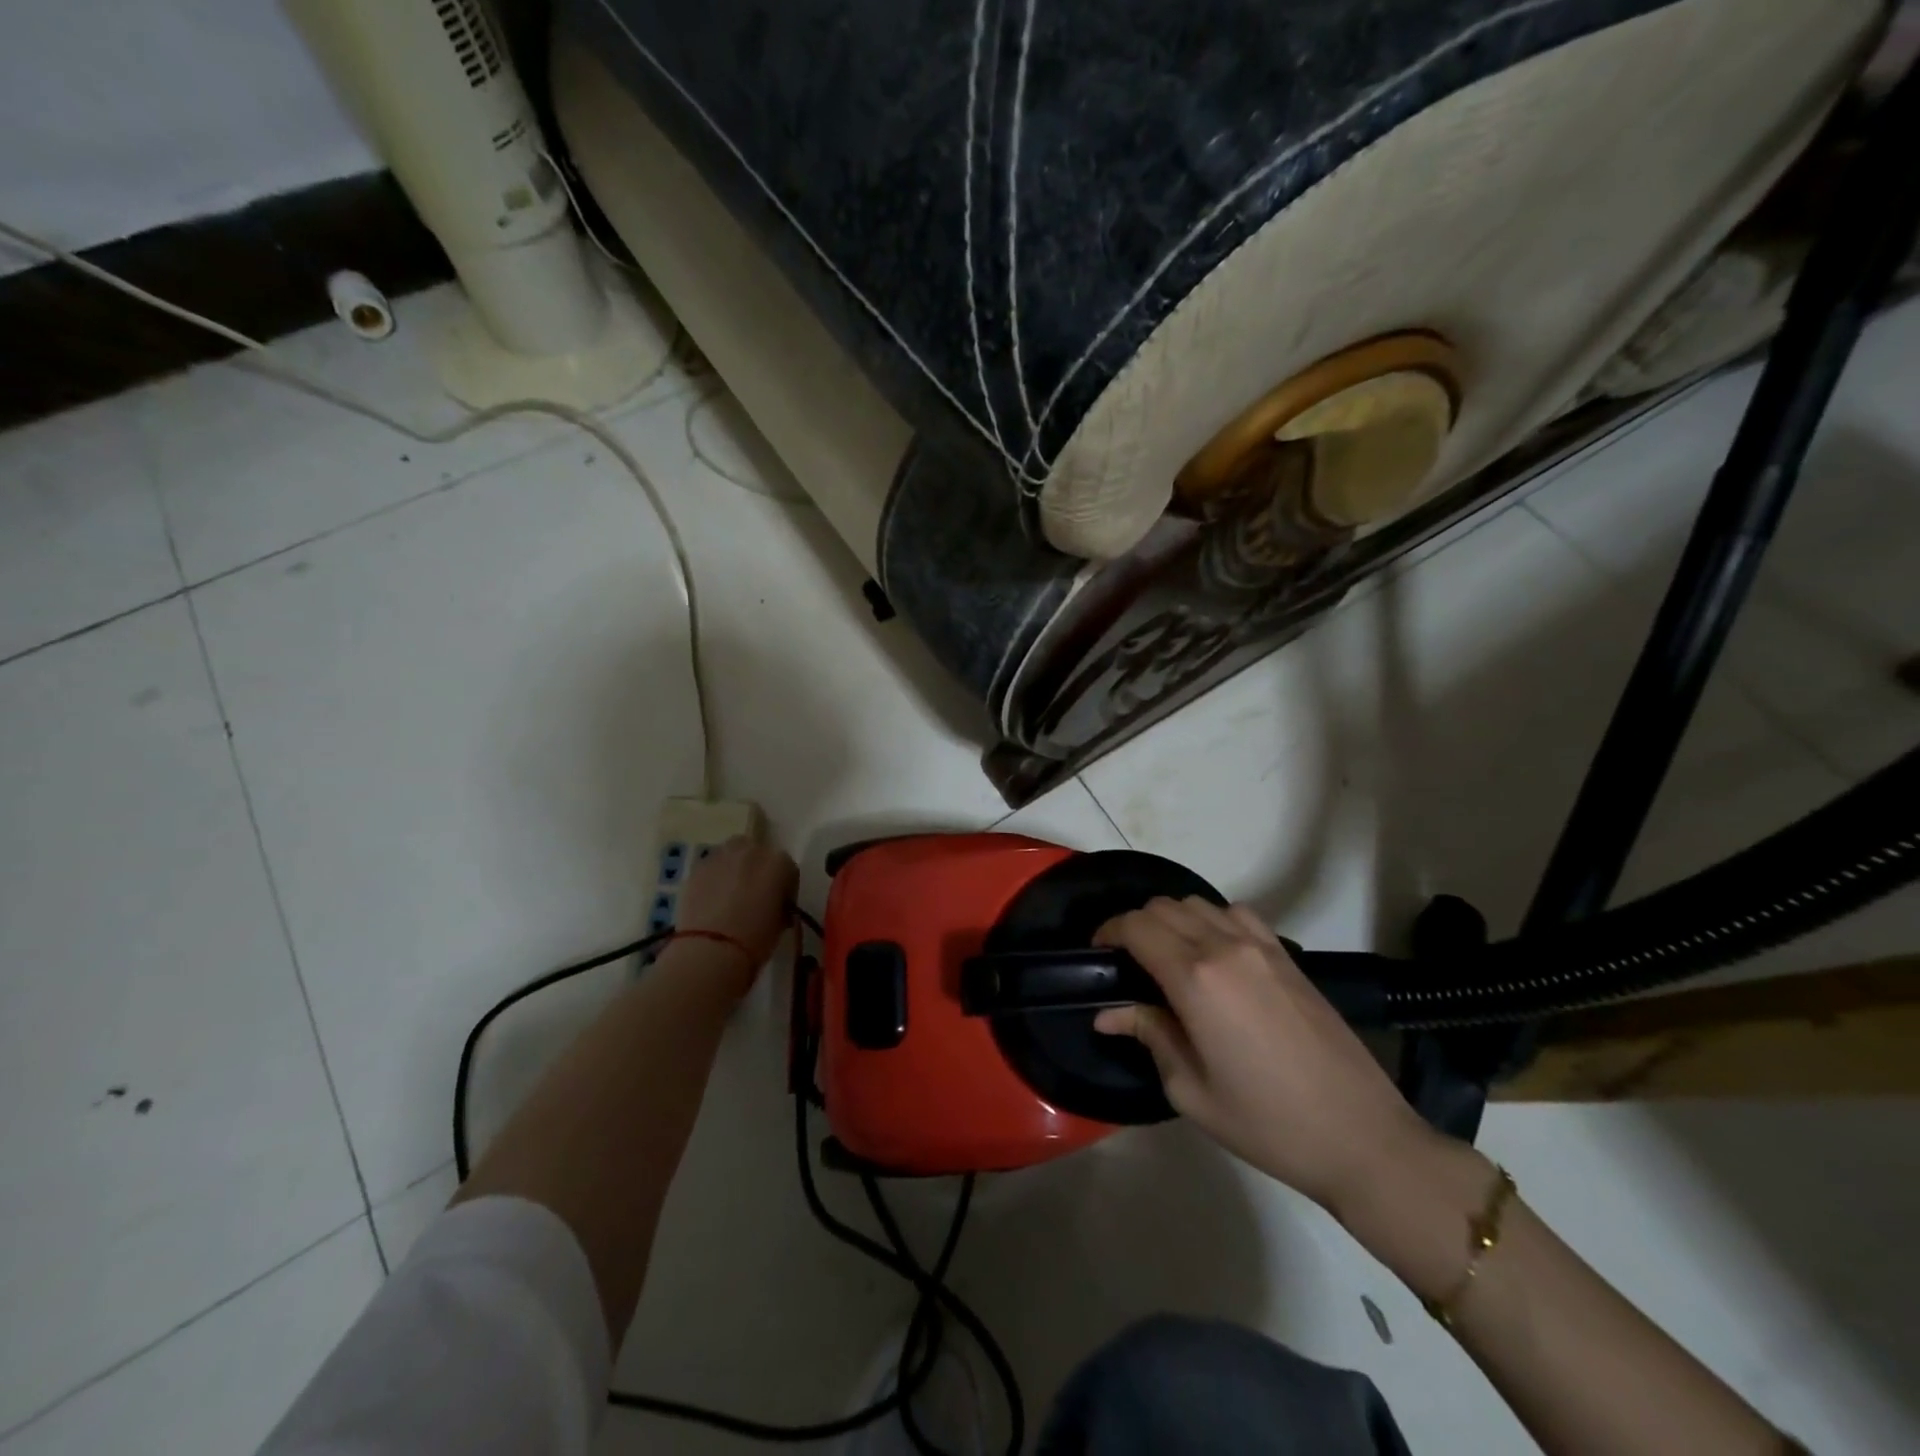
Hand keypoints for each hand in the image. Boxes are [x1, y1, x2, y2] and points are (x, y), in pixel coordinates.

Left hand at [671, 837, 797, 994]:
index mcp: (779, 863)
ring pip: (731, 854)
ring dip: (734, 868)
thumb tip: (773, 903)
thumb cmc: (755, 939)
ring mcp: (721, 856)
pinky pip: (711, 867)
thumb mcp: (781, 922)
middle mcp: (752, 851)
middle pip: (757, 852)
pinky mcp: (697, 868)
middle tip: (754, 895)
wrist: (711, 951)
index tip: (779, 904)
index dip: (784, 887)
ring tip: (730, 895)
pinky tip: (711, 900)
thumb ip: (780, 903)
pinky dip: (714, 878)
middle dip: (757, 869)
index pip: (787, 869)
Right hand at [1093, 897, 1433, 1215]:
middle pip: (1163, 907)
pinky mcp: (1288, 955)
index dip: (1108, 932)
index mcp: (1196, 978)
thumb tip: (1107, 1014)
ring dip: (1172, 919)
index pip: (1136, 927)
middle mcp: (1225, 947)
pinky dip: (1211, 920)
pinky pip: (1237, 914)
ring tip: (1167, 956)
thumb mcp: (1191, 1089)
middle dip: (1135, 925)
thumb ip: (1149, 1035)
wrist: (1361, 1137)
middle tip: (1126, 962)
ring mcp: (1262, 946)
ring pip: (1198, 903)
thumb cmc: (1267, 1123)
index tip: (1097, 954)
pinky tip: (1213, 954)